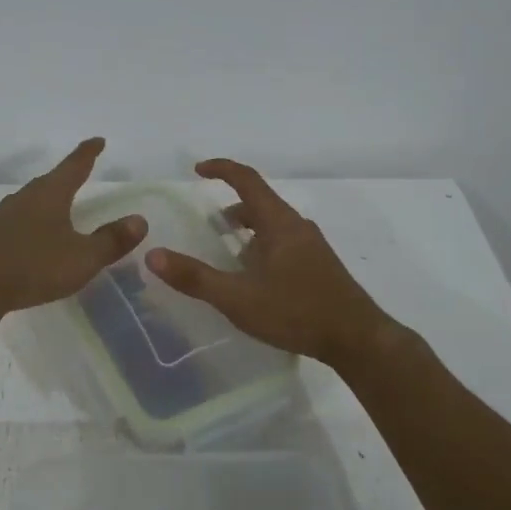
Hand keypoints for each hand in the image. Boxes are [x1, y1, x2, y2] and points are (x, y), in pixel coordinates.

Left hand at [0, 138, 146, 313]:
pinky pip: (19, 220)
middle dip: (68, 176)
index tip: (97, 141)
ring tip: (60, 205)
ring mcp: (4, 216)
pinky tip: (34, 236)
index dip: (88, 153)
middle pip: (51, 181)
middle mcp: (25, 197)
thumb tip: (140, 220)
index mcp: (50, 194)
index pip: (74, 166)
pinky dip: (33, 221)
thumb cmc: (33, 266)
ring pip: (32, 200)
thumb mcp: (82, 258)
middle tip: (81, 172)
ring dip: (48, 200)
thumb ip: (111, 241)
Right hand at [145, 159, 397, 366]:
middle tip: (206, 223)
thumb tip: (153, 256)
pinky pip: (283, 242)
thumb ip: (195, 278)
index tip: (197, 170)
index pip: (247, 180)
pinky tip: (254, 276)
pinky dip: (261, 245)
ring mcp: (312, 246)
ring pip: (272, 224)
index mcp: (279, 223)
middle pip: (259, 202)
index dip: (221, 169)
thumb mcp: (238, 298)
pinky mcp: (319, 266)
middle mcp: (297, 226)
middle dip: (230, 206)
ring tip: (225, 252)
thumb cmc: (296, 312)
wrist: (358, 340)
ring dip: (246, 229)